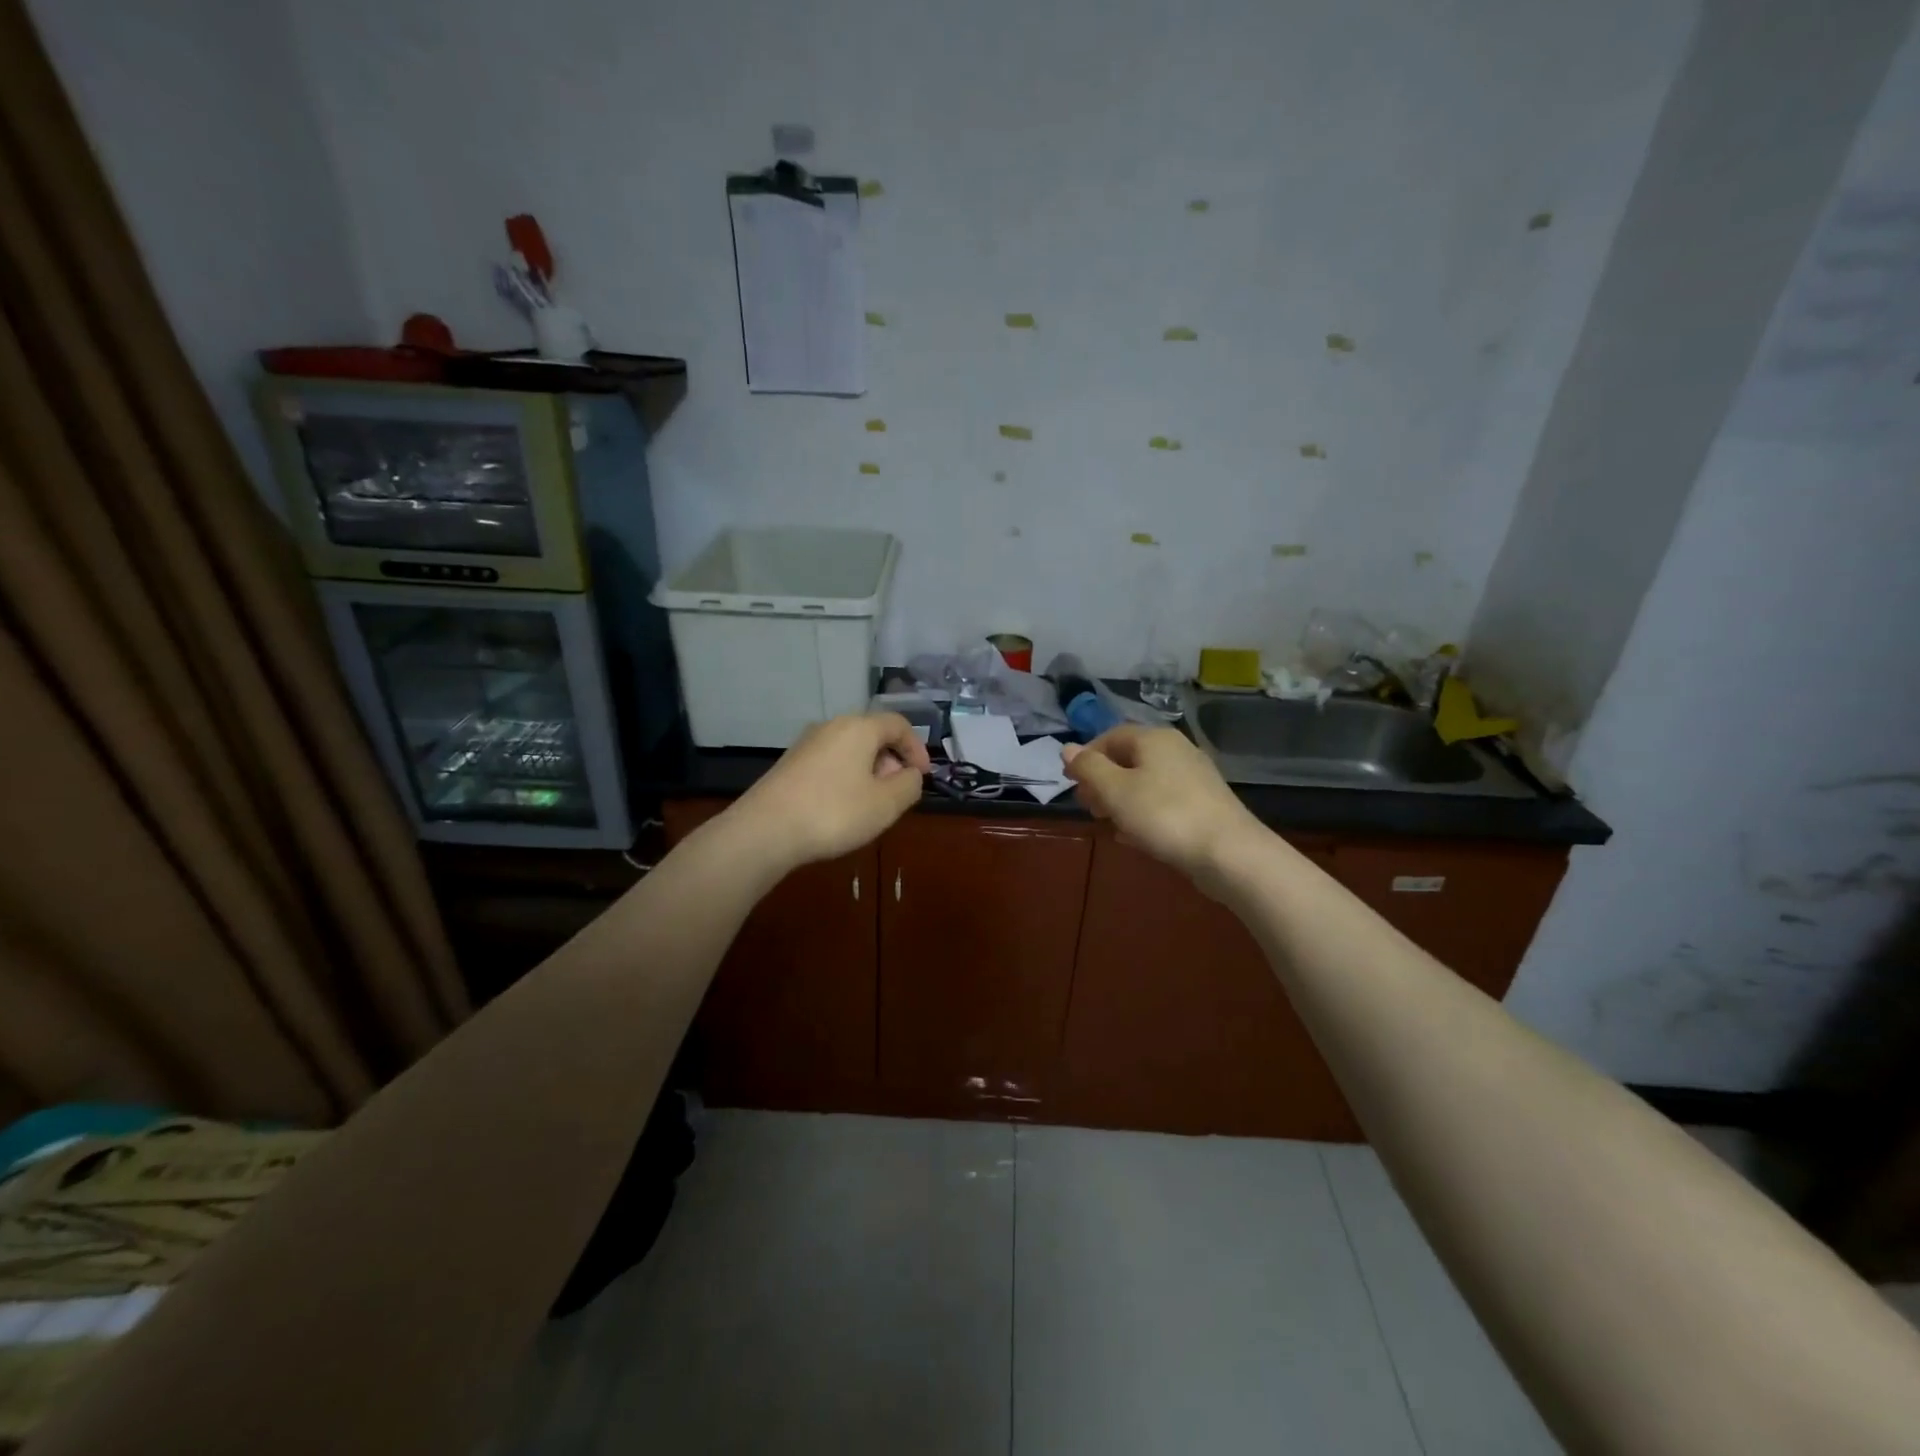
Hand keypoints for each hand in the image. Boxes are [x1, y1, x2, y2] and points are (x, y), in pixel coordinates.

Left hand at [729, 713, 931, 868]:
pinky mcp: (790, 763)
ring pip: (850, 748)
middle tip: (897, 792)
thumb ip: (909, 785)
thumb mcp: (886, 804)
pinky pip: (830, 761)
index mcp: (859, 728)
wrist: (765, 830)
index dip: (917, 748)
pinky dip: (846, 777)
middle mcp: (832, 726)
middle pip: (872, 734)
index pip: (898, 724)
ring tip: (871, 803)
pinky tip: (841, 807)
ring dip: (868, 770)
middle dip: (892, 760)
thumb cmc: (834, 812)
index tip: (923, 776)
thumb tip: (911, 774)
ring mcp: (807, 743)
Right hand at [1062, 725, 1264, 882]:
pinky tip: (1134, 836)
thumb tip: (1067, 749)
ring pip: (1146, 782)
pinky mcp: (1204, 804)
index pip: (1110, 736)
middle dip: (1103, 780)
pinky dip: (1143, 813)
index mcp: (1154, 739)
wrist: (1229, 853)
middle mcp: (1176, 750)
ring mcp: (1194, 778)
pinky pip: (1163, 801)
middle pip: (1129, 759)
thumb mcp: (1115, 791)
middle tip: (1087, 806)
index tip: (1070, 782)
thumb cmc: (1164, 815)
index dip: (1086, 756)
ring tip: (1106, 823)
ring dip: (1121, 799)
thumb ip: (1089, 768)